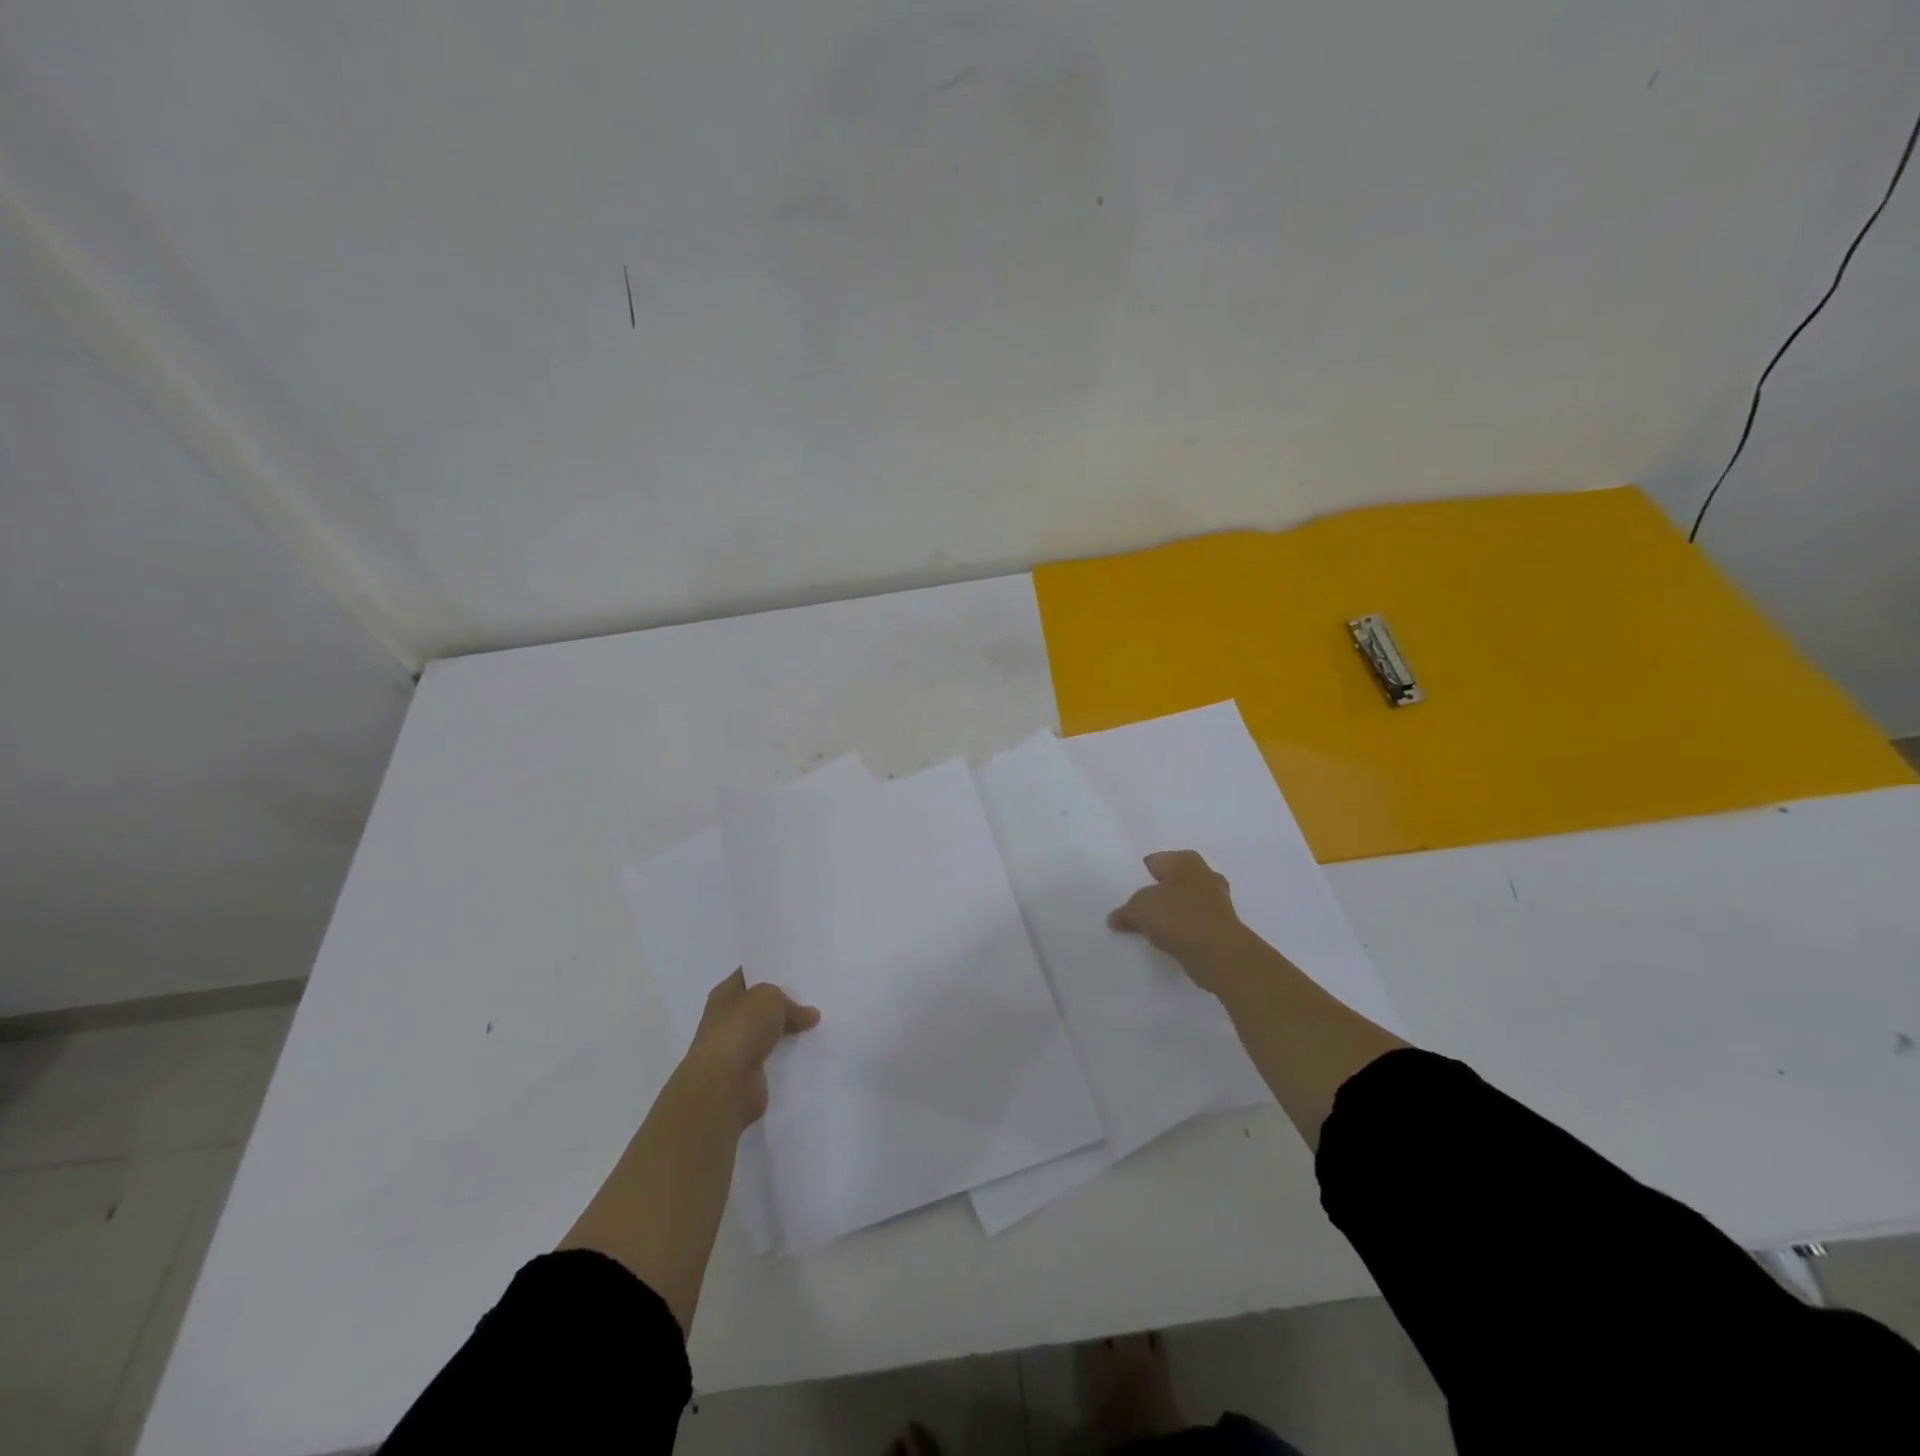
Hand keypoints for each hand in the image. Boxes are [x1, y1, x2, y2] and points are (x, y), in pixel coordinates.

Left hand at [678, 970, 820, 1131]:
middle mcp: (728, 1018)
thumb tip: (809, 1014)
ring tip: (820, 1020)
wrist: (724, 1086)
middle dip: (784, 1000)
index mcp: (724, 994)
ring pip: (770, 1030)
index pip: (749, 974)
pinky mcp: (750, 1073)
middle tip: (816, 993)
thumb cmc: (740, 1030)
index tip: (797, 966)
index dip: (770, 968)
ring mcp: (738, 1047)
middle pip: (761, 1004)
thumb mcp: (769, 998)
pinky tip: (812, 1047)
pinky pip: (775, 1056)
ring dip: (789, 1029)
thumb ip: (789, 1001)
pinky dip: (790, 1053)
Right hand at [1108, 850, 1253, 993]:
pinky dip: (1183, 930)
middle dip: (1158, 893)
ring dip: (1172, 913)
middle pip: (1172, 881)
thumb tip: (1114, 918)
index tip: (1125, 891)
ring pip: (1185, 902)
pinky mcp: (1223, 926)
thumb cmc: (1178, 918)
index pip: (1154, 861)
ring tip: (1151, 927)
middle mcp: (1204, 874)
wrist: (1219, 954)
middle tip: (1138, 908)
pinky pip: (1195, 923)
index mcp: (1185, 861)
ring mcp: (1217, 901)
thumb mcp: (1139, 910)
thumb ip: (1125, 912)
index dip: (1138, 875)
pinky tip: (1168, 941)